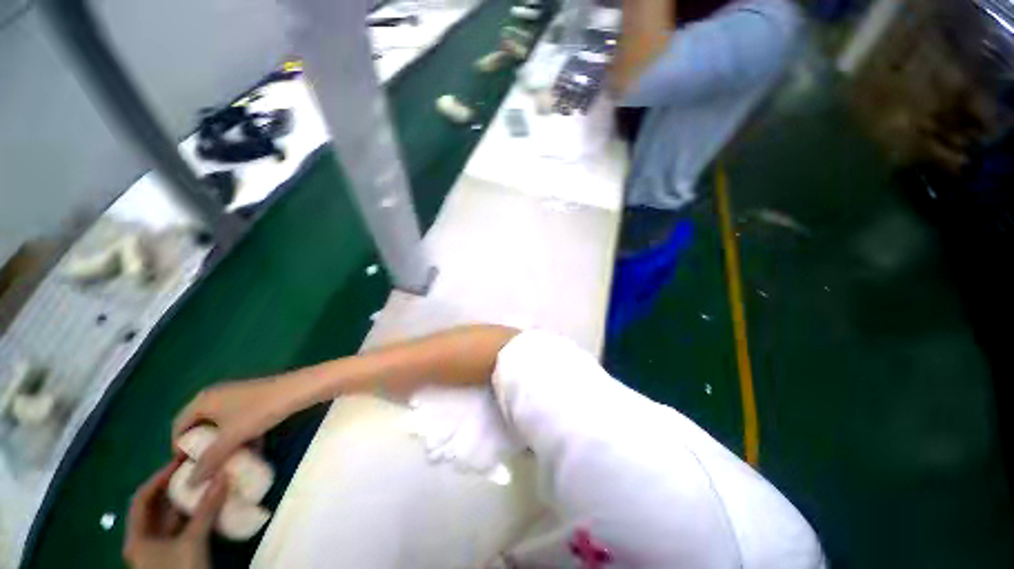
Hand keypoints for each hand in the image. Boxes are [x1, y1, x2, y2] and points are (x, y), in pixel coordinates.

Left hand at [123, 459, 226, 568]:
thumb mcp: (193, 542)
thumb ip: (206, 510)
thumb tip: (223, 475)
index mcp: (137, 537)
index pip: (142, 498)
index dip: (159, 478)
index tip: (180, 461)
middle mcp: (144, 540)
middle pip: (157, 507)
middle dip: (176, 487)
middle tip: (197, 468)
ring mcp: (160, 549)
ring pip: (171, 518)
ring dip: (188, 501)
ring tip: (207, 482)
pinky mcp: (176, 554)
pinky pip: (182, 528)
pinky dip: (194, 514)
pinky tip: (209, 505)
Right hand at [173, 378, 292, 482]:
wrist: (299, 389)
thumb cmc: (260, 410)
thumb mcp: (231, 438)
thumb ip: (209, 460)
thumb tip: (190, 483)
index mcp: (202, 400)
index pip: (178, 426)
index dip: (178, 448)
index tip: (185, 468)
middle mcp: (215, 394)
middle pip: (199, 425)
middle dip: (202, 447)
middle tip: (206, 468)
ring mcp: (236, 395)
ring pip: (221, 424)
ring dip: (223, 443)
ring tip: (227, 463)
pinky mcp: (254, 398)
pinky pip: (238, 420)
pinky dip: (239, 434)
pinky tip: (250, 449)